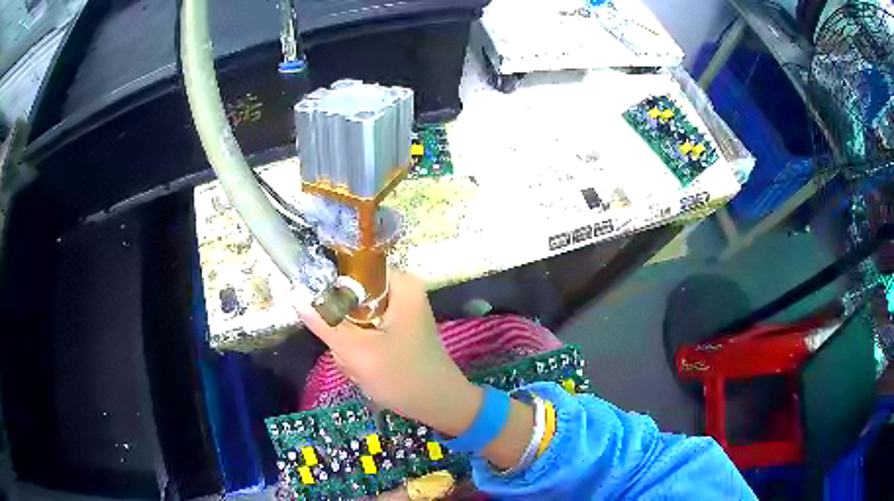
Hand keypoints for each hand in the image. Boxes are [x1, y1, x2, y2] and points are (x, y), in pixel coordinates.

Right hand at [294, 270, 482, 435]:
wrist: (440, 407)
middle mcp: (401, 292)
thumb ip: (325, 324)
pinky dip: (361, 353)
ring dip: (350, 346)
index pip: (353, 268)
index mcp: (400, 285)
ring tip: (362, 367)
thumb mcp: (359, 352)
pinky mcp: (395, 331)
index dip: (331, 289)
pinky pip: (365, 333)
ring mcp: (399, 313)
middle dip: (344, 331)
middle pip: (351, 298)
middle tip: (352, 355)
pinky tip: (367, 370)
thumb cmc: (404, 377)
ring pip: (354, 319)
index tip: (323, 315)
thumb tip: (295, 297)